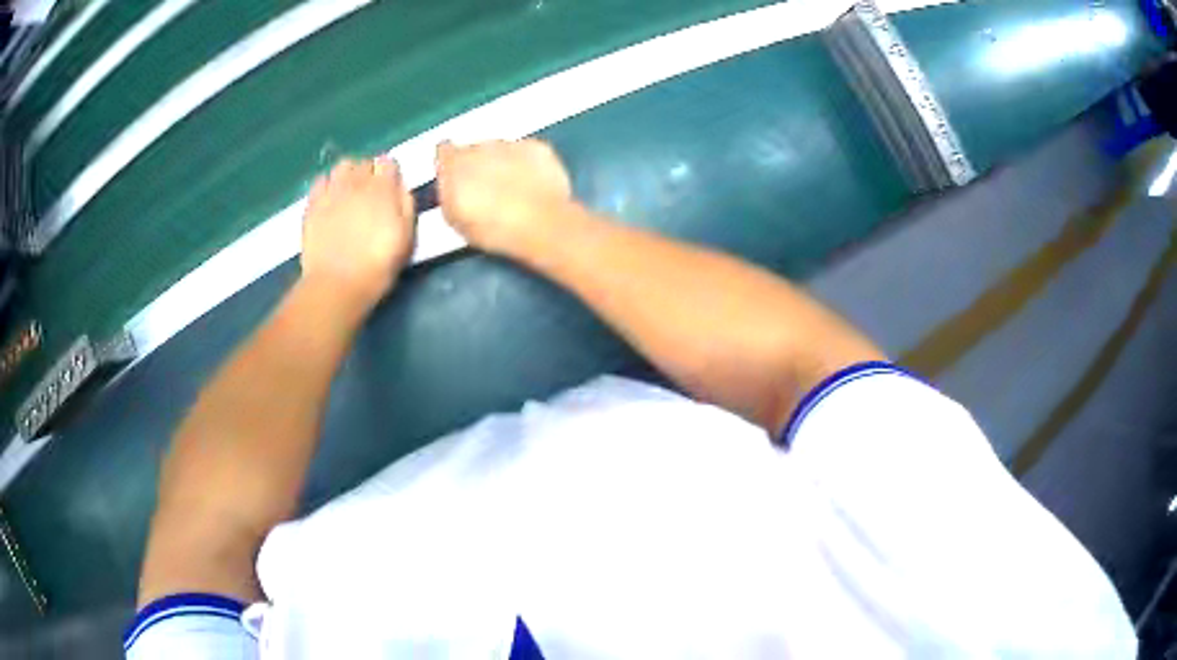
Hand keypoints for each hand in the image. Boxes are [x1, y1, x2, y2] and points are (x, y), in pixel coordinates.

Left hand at [301, 157, 415, 312]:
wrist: (337, 284)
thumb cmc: (378, 265)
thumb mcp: (406, 237)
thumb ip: (406, 204)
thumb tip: (400, 186)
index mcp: (384, 188)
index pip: (389, 162)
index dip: (391, 174)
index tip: (391, 190)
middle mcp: (357, 181)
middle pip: (365, 162)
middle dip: (369, 173)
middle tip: (371, 196)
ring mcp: (332, 190)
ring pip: (342, 166)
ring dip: (348, 175)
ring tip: (349, 194)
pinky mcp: (312, 203)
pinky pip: (321, 180)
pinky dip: (327, 185)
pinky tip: (330, 200)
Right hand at [436, 139, 572, 255]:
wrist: (541, 224)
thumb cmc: (495, 228)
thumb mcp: (455, 220)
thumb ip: (447, 194)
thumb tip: (447, 186)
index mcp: (454, 163)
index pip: (444, 151)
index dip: (449, 164)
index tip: (454, 177)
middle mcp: (480, 147)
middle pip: (473, 149)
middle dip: (477, 165)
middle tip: (486, 191)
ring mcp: (509, 144)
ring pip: (500, 150)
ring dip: (502, 165)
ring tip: (511, 192)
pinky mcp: (536, 147)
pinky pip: (525, 152)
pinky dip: (527, 164)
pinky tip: (530, 187)